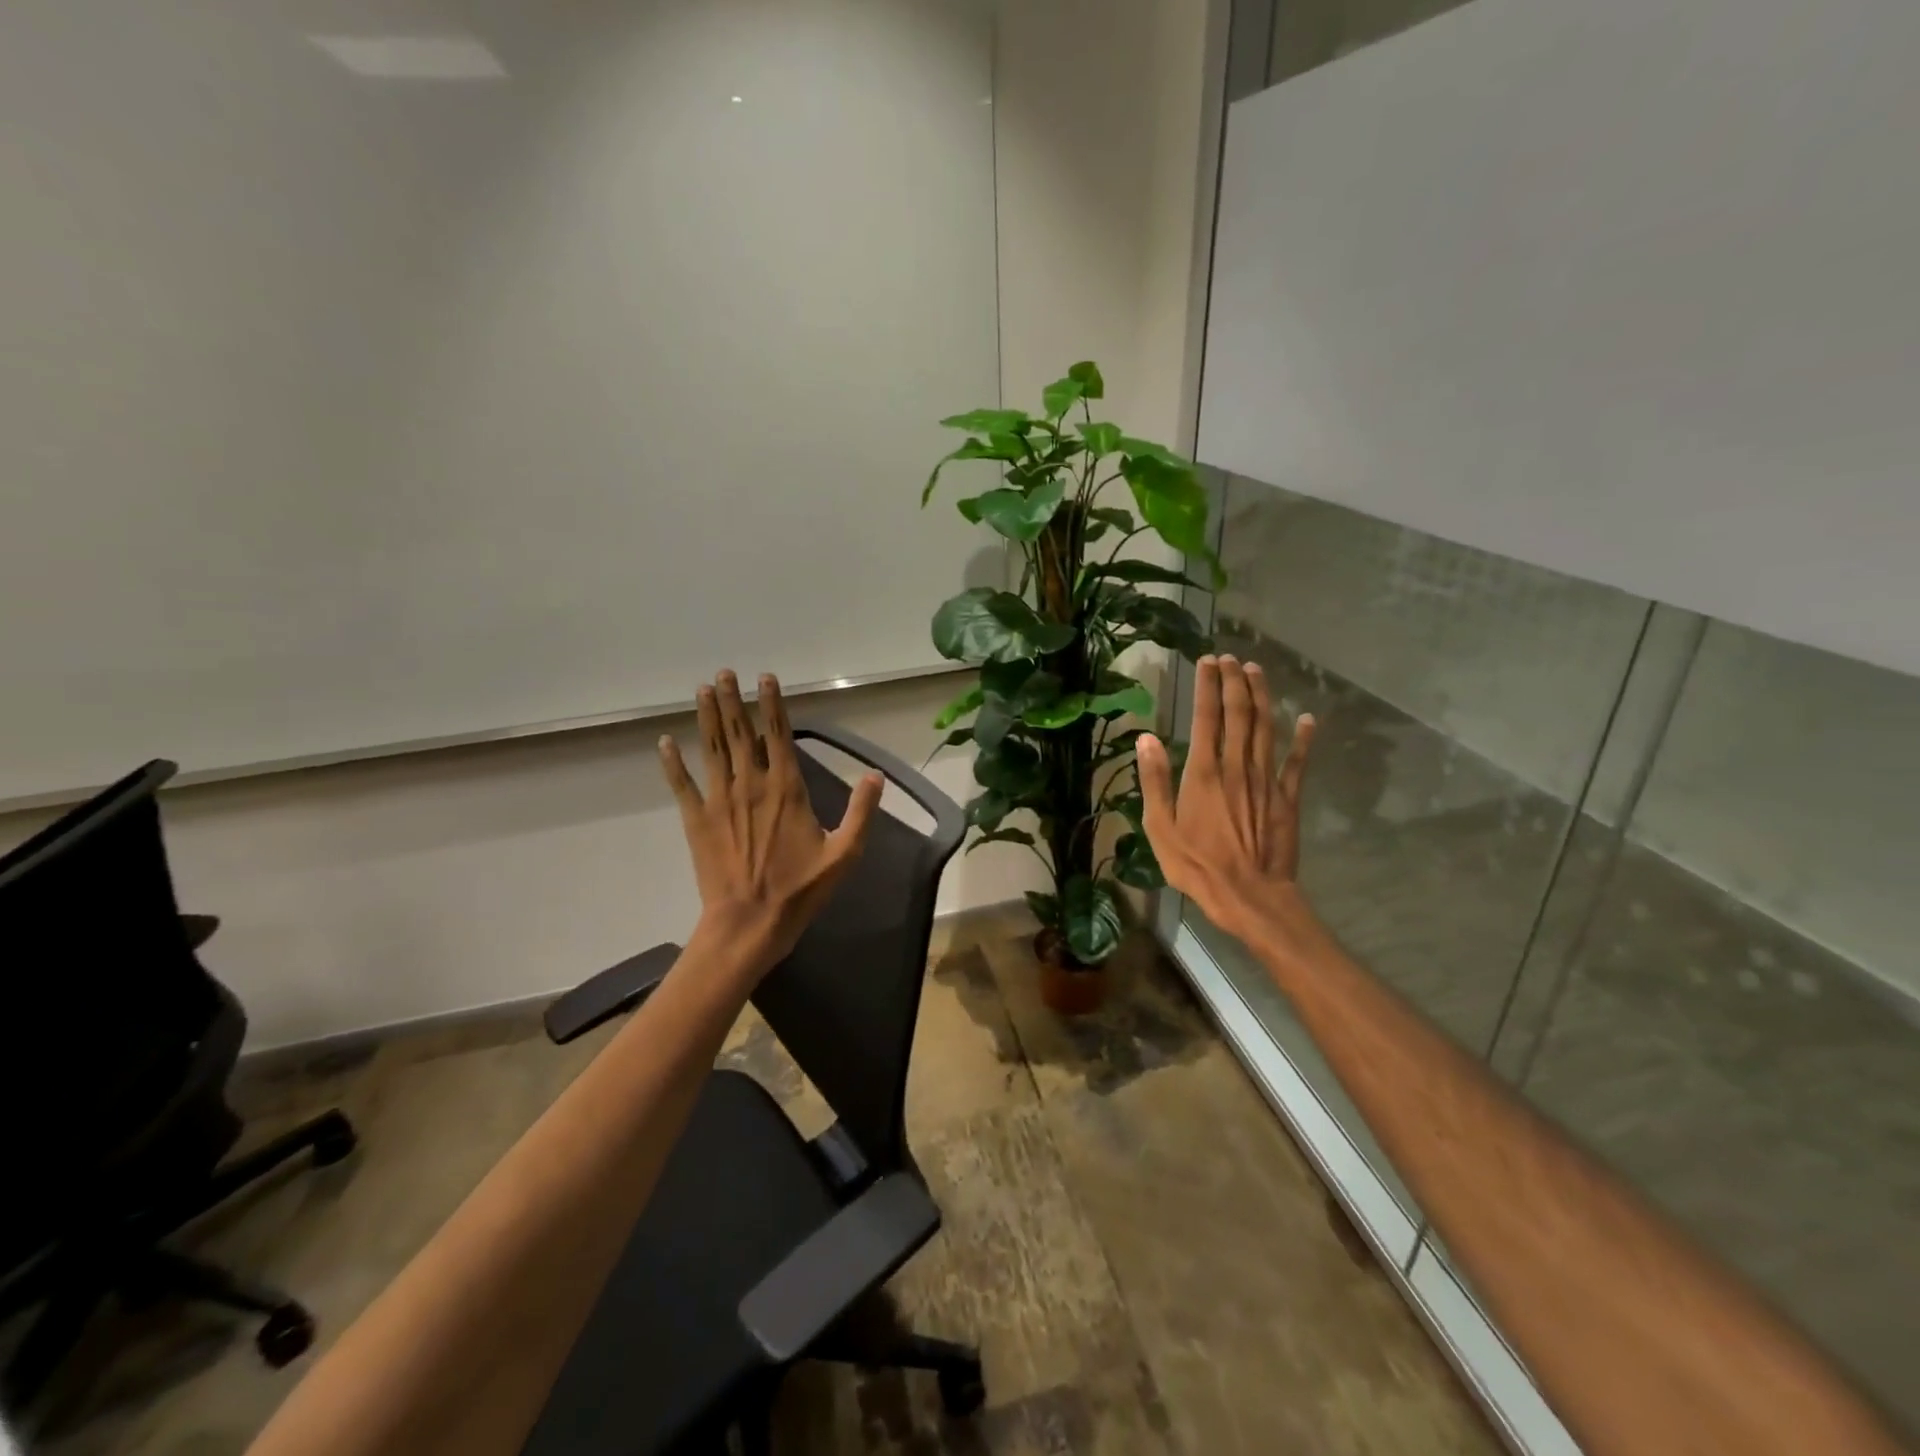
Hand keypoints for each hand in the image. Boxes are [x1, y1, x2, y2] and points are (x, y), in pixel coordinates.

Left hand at [659, 671, 882, 975]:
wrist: (750, 923)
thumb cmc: (800, 890)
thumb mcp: (844, 854)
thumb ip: (861, 812)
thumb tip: (875, 775)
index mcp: (786, 789)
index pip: (779, 735)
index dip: (772, 704)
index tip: (765, 678)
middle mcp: (751, 785)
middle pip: (740, 733)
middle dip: (733, 700)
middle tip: (724, 673)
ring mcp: (720, 801)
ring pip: (712, 749)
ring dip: (707, 718)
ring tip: (703, 690)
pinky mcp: (697, 820)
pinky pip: (682, 785)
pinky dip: (672, 763)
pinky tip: (665, 742)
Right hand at [1138, 654, 1315, 946]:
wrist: (1249, 896)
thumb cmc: (1196, 865)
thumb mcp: (1159, 828)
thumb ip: (1154, 781)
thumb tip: (1147, 738)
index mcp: (1203, 773)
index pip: (1206, 718)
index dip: (1207, 687)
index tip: (1206, 662)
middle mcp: (1237, 767)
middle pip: (1239, 714)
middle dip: (1234, 682)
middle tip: (1230, 657)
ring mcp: (1266, 781)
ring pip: (1266, 728)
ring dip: (1262, 696)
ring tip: (1256, 670)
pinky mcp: (1287, 798)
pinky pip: (1296, 762)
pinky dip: (1303, 739)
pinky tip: (1306, 718)